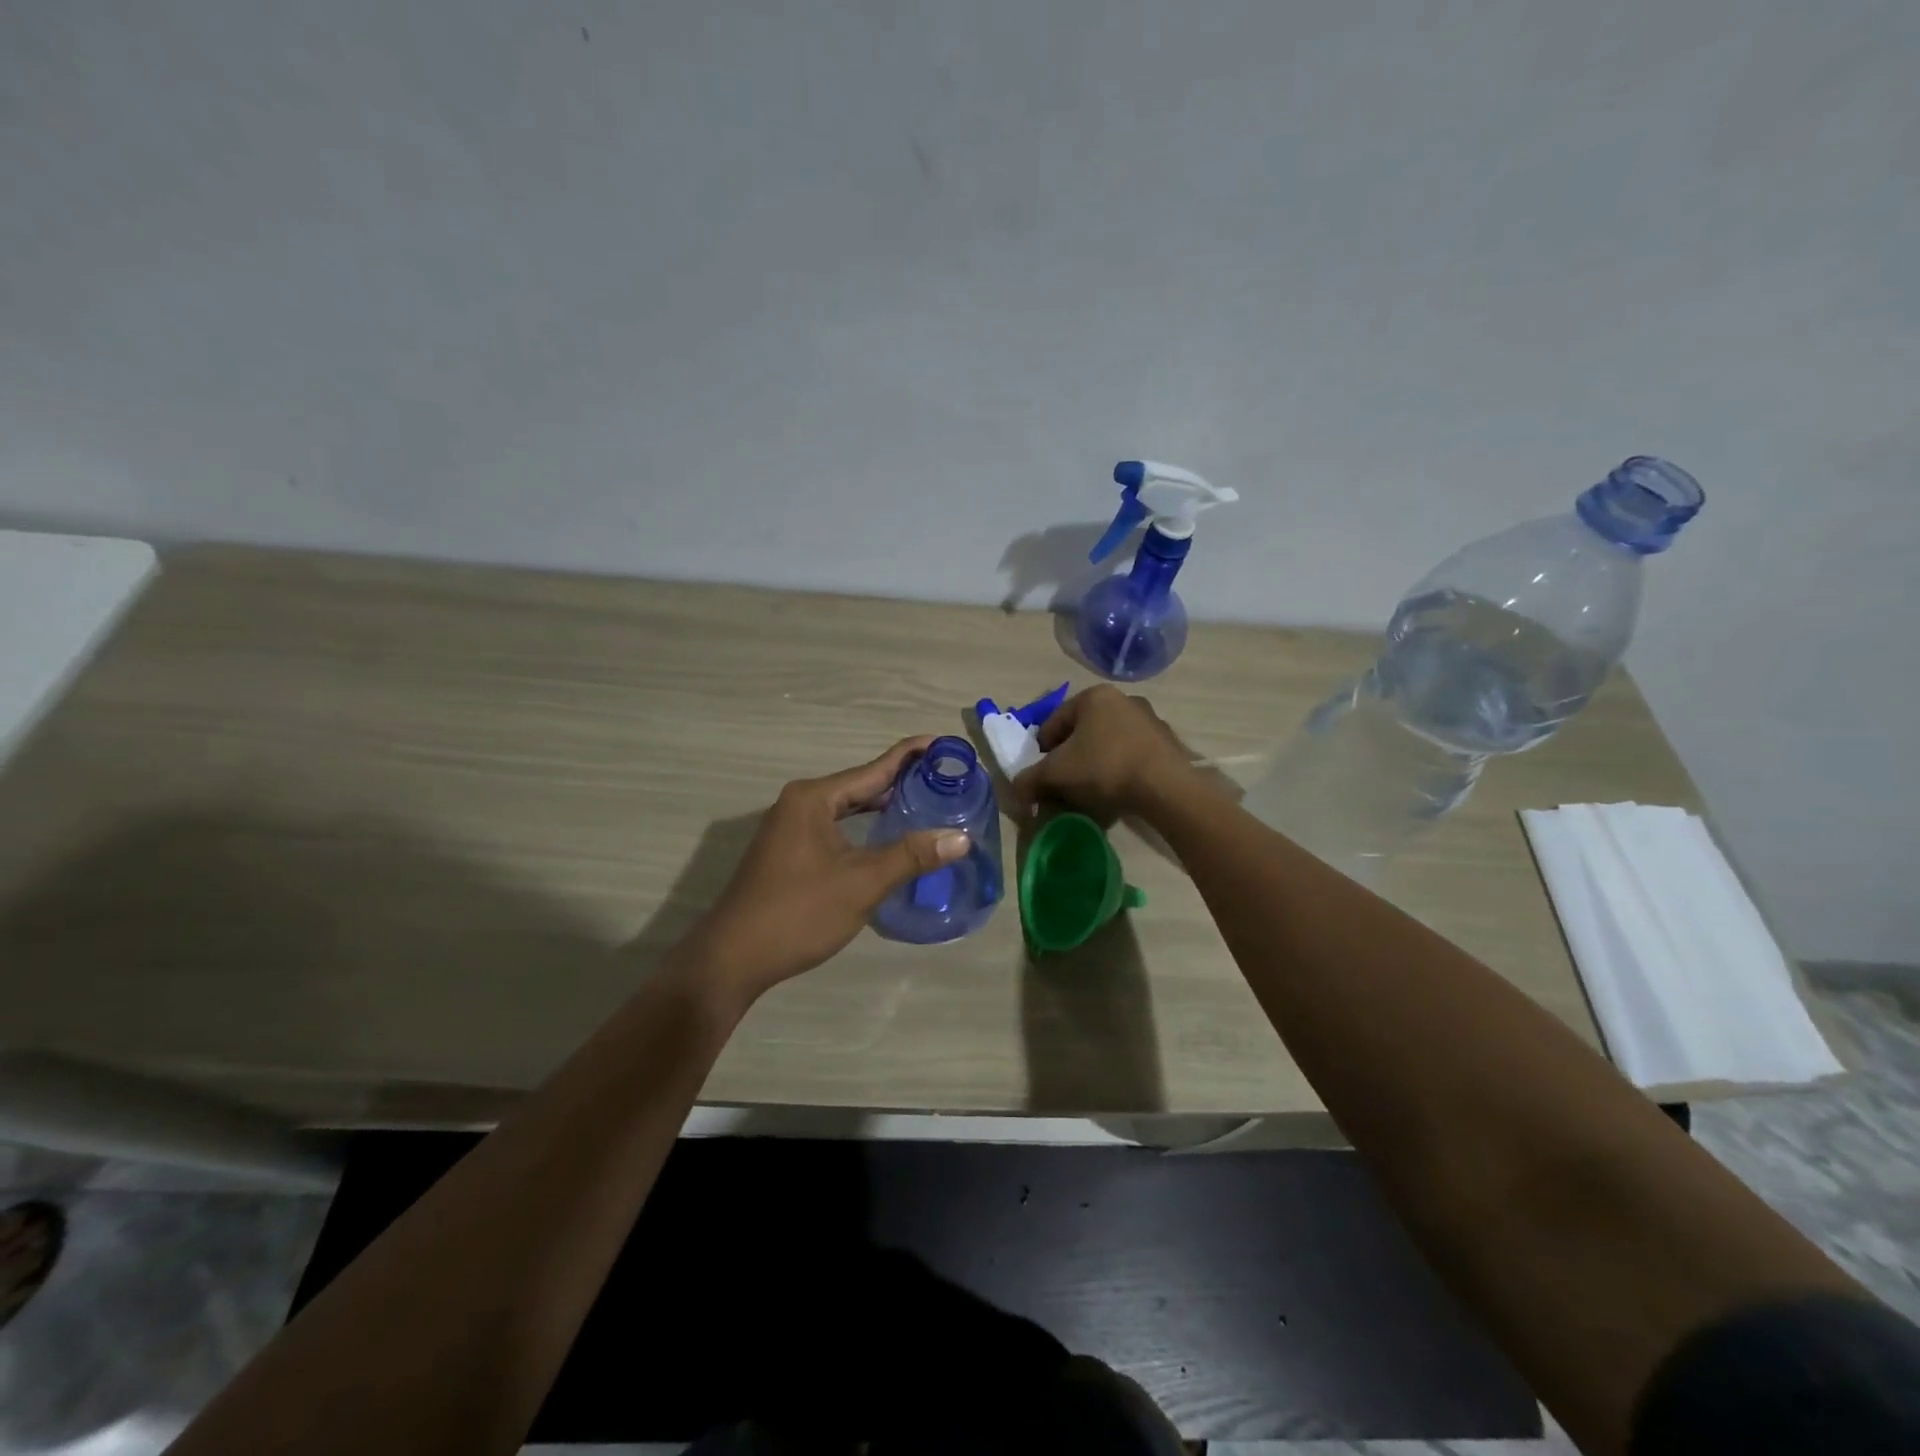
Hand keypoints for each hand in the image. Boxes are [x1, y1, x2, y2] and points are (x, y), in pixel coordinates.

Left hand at [678, 737, 970, 1006]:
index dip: (912, 755)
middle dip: (902, 780)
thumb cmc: (799, 913)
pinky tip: (885, 836)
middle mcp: (800, 803)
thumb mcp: (861, 883)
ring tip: (925, 802)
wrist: (733, 958)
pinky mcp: (788, 850)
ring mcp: (790, 827)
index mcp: (814, 798)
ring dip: (882, 805)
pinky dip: (863, 826)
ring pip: (847, 807)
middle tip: (946, 778)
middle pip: (860, 784)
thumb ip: (911, 856)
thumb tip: (961, 837)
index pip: (874, 768)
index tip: (946, 744)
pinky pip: (835, 825)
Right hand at [1008, 686, 1196, 820]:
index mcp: (1093, 696)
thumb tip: (1016, 791)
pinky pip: (1131, 755)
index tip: (1040, 775)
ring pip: (1107, 743)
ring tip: (1089, 793)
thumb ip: (1029, 780)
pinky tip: (1117, 792)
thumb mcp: (1056, 774)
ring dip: (1094, 764)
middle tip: (1063, 784)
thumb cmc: (1104, 768)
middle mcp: (1123, 699)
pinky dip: (1119, 770)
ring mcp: (1149, 720)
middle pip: (1082, 732)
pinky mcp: (1167, 743)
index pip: (1053, 722)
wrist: (1165, 787)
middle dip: (1069, 758)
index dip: (1041, 751)